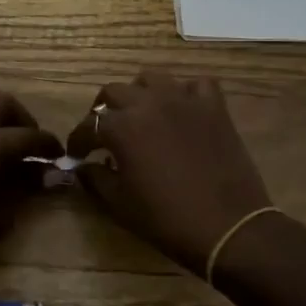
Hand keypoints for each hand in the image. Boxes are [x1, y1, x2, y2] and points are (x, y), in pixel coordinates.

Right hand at [66, 72, 272, 274]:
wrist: (228, 227)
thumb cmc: (167, 219)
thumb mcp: (121, 204)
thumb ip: (96, 179)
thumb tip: (82, 168)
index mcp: (122, 127)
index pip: (88, 125)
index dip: (78, 141)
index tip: (76, 155)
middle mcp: (149, 103)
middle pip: (115, 92)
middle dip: (103, 111)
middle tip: (105, 133)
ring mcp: (184, 100)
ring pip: (152, 79)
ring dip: (140, 94)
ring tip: (141, 114)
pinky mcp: (214, 107)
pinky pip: (196, 85)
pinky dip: (185, 93)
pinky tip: (183, 110)